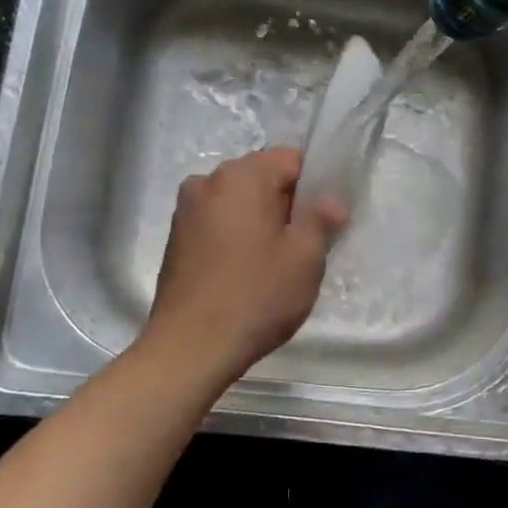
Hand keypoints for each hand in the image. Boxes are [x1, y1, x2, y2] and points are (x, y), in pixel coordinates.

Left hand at [142, 148, 347, 384]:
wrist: (189, 348)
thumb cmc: (255, 296)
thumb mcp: (304, 257)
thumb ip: (321, 219)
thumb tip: (330, 202)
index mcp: (241, 176)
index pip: (291, 159)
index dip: (314, 186)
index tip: (323, 222)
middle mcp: (207, 181)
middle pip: (262, 177)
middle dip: (286, 203)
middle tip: (303, 246)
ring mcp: (186, 210)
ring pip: (239, 202)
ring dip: (260, 221)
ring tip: (273, 263)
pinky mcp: (176, 239)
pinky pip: (219, 223)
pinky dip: (236, 236)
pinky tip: (245, 272)